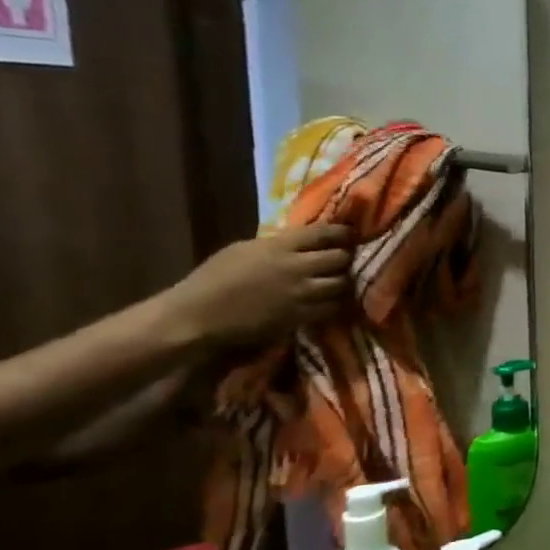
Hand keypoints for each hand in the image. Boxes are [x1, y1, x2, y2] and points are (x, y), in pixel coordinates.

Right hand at [164, 225, 353, 347]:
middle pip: (340, 258)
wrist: (197, 316)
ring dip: (344, 282)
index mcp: (278, 246)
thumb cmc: (212, 279)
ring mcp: (301, 293)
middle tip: (346, 261)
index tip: (352, 234)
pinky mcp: (301, 316)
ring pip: (342, 283)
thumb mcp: (243, 250)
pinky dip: (336, 303)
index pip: (324, 233)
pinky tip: (332, 301)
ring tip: (340, 282)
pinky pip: (333, 307)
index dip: (343, 233)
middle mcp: (295, 267)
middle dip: (346, 259)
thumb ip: (277, 245)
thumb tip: (304, 242)